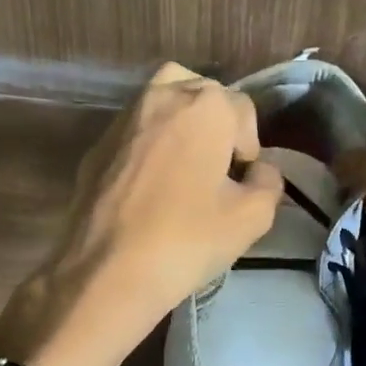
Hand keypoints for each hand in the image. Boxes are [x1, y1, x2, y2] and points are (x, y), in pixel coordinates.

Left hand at [0, 64, 282, 365]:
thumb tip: (259, 171)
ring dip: (180, 126)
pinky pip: (134, 131)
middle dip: (215, 123)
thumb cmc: (187, 239)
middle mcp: (162, 96)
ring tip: (184, 170)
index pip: (243, 108)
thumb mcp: (252, 217)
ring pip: (163, 103)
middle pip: (201, 94)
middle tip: (216, 169)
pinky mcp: (96, 145)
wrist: (105, 271)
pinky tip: (149, 186)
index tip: (240, 183)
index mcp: (205, 105)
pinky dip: (148, 145)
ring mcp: (123, 118)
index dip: (249, 146)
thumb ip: (269, 182)